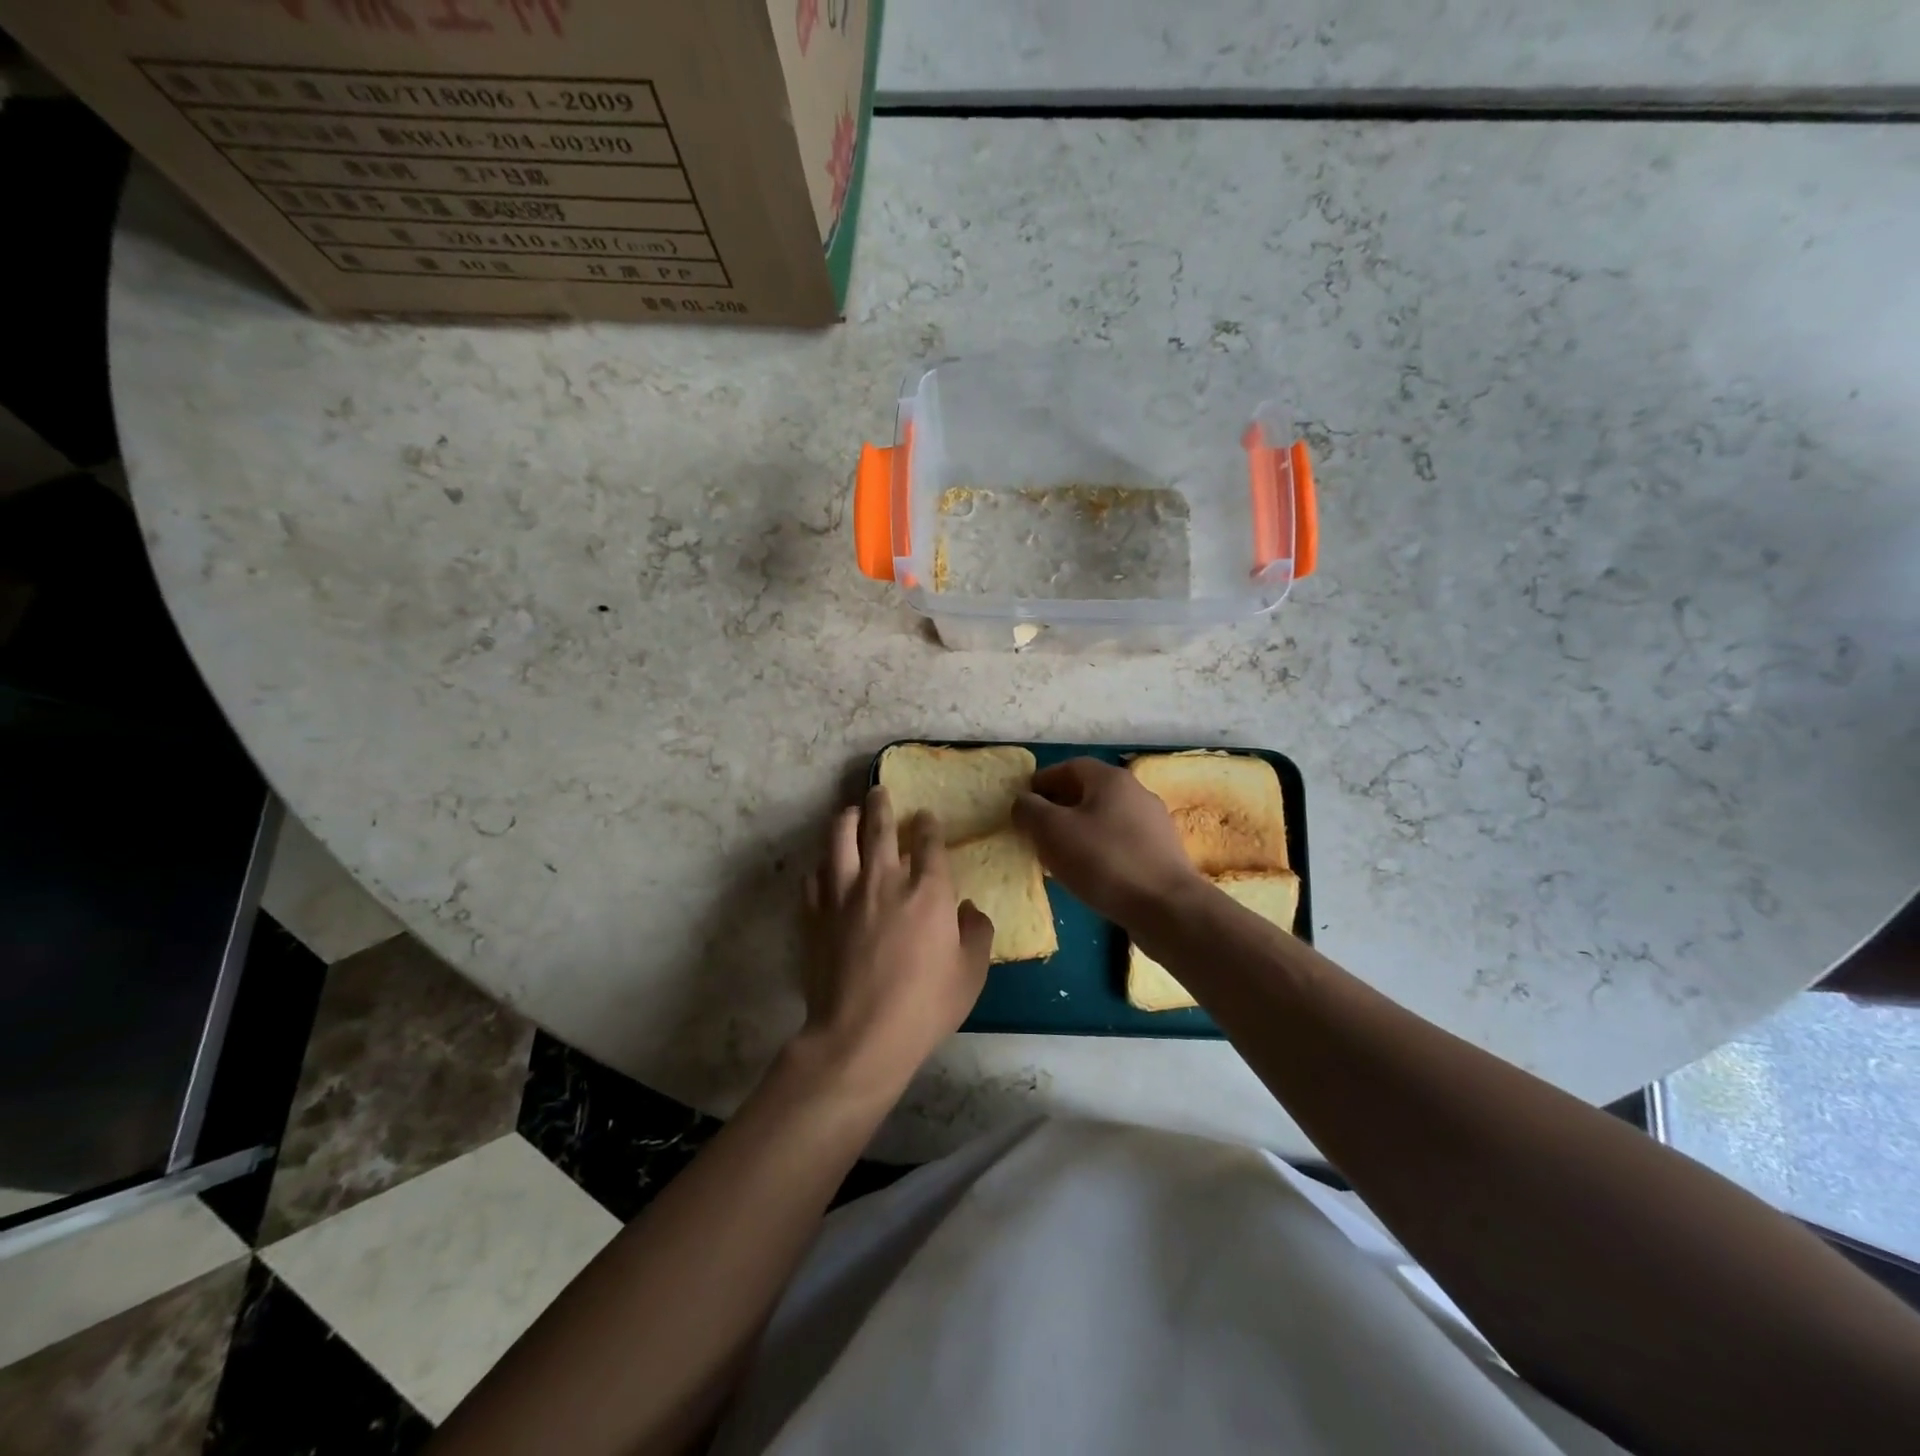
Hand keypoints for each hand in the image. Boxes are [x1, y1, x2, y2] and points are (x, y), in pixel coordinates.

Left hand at [798, 786, 993, 1098]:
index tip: (926, 817)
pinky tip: (825, 867)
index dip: (928, 825)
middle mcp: (883, 879)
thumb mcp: (971, 973)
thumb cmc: (925, 1006)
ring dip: (846, 819)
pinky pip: (814, 876)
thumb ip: (977, 933)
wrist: (860, 1036)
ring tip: (849, 812)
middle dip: (881, 804)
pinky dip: (822, 865)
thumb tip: (970, 910)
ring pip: (839, 838)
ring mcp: (843, 894)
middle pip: (879, 826)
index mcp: (927, 890)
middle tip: (880, 791)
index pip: (929, 841)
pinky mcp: (815, 914)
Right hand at [1012, 758, 1204, 924]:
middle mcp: (1137, 793)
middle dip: (1059, 807)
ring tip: (1058, 855)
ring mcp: (1154, 824)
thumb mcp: (1052, 831)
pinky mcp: (1162, 854)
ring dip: (1079, 831)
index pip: (1070, 766)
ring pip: (1105, 819)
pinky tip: (1089, 874)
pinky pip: (1121, 843)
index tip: (1023, 802)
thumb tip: (1023, 802)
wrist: (1167, 908)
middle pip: (1089, 792)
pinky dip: (1099, 850)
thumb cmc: (1104, 861)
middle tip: (1037, 830)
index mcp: (1111, 779)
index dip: (1043, 781)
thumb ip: (1030, 810)